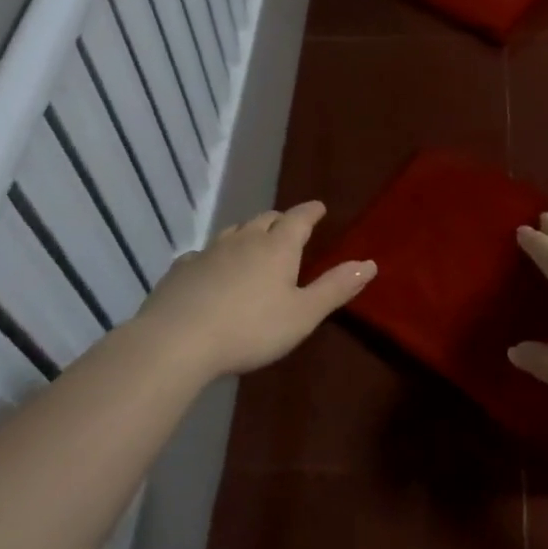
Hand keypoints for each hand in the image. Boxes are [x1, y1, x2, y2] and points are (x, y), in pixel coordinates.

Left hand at [131, 201, 374, 380]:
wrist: (177, 340)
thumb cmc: (251, 328)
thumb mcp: (303, 314)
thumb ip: (336, 288)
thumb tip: (370, 263)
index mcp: (278, 247)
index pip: (299, 218)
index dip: (311, 212)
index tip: (319, 207)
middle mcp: (244, 240)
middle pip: (266, 219)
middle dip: (281, 220)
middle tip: (289, 226)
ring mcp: (209, 252)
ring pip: (234, 231)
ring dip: (249, 233)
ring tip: (254, 242)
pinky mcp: (182, 269)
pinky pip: (204, 253)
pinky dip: (216, 256)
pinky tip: (211, 268)